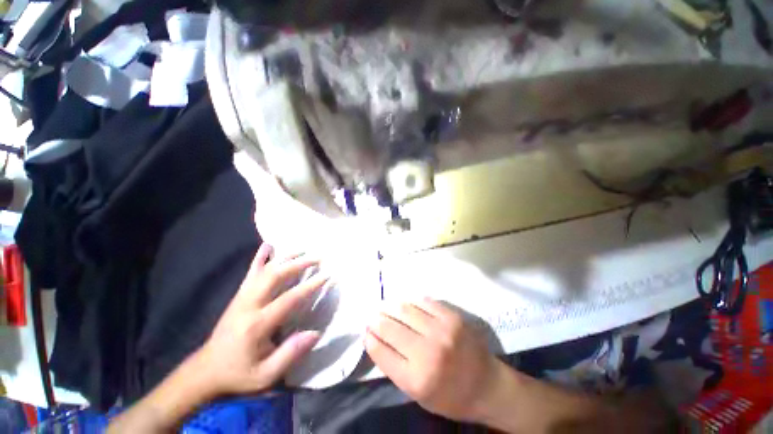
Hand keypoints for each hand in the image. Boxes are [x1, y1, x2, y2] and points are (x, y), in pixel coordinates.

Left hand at [191, 243, 327, 397]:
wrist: (205, 370)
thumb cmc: (239, 373)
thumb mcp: (266, 375)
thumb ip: (290, 354)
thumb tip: (315, 333)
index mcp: (257, 325)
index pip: (289, 299)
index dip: (310, 286)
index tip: (327, 275)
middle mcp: (249, 305)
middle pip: (275, 276)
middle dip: (299, 264)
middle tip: (317, 257)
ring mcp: (242, 297)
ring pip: (265, 270)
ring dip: (285, 258)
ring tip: (303, 250)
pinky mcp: (238, 295)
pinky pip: (250, 272)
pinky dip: (260, 257)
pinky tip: (268, 245)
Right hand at [364, 299, 505, 423]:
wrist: (488, 386)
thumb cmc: (450, 396)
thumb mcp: (418, 395)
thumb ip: (395, 367)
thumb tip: (375, 339)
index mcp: (416, 379)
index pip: (381, 352)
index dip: (370, 338)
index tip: (366, 330)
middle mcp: (427, 352)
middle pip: (390, 328)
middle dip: (377, 320)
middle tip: (372, 315)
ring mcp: (441, 331)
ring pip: (405, 310)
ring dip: (391, 307)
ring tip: (385, 306)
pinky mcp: (452, 317)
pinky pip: (424, 302)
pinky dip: (411, 301)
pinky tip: (405, 302)